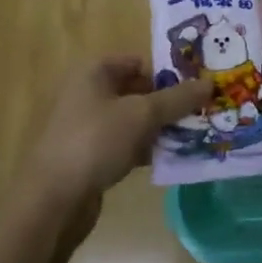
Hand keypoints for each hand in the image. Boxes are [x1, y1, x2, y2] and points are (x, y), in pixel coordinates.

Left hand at [23, 58, 211, 229]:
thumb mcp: (141, 115)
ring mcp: (89, 125)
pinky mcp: (90, 155)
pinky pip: (126, 143)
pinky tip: (170, 158)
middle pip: (138, 90)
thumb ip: (177, 99)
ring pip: (134, 119)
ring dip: (160, 127)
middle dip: (168, 102)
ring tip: (193, 135)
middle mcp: (89, 92)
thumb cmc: (95, 141)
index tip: (197, 87)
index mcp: (95, 71)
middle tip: (201, 111)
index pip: (140, 61)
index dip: (168, 72)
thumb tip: (209, 84)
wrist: (52, 201)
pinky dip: (145, 148)